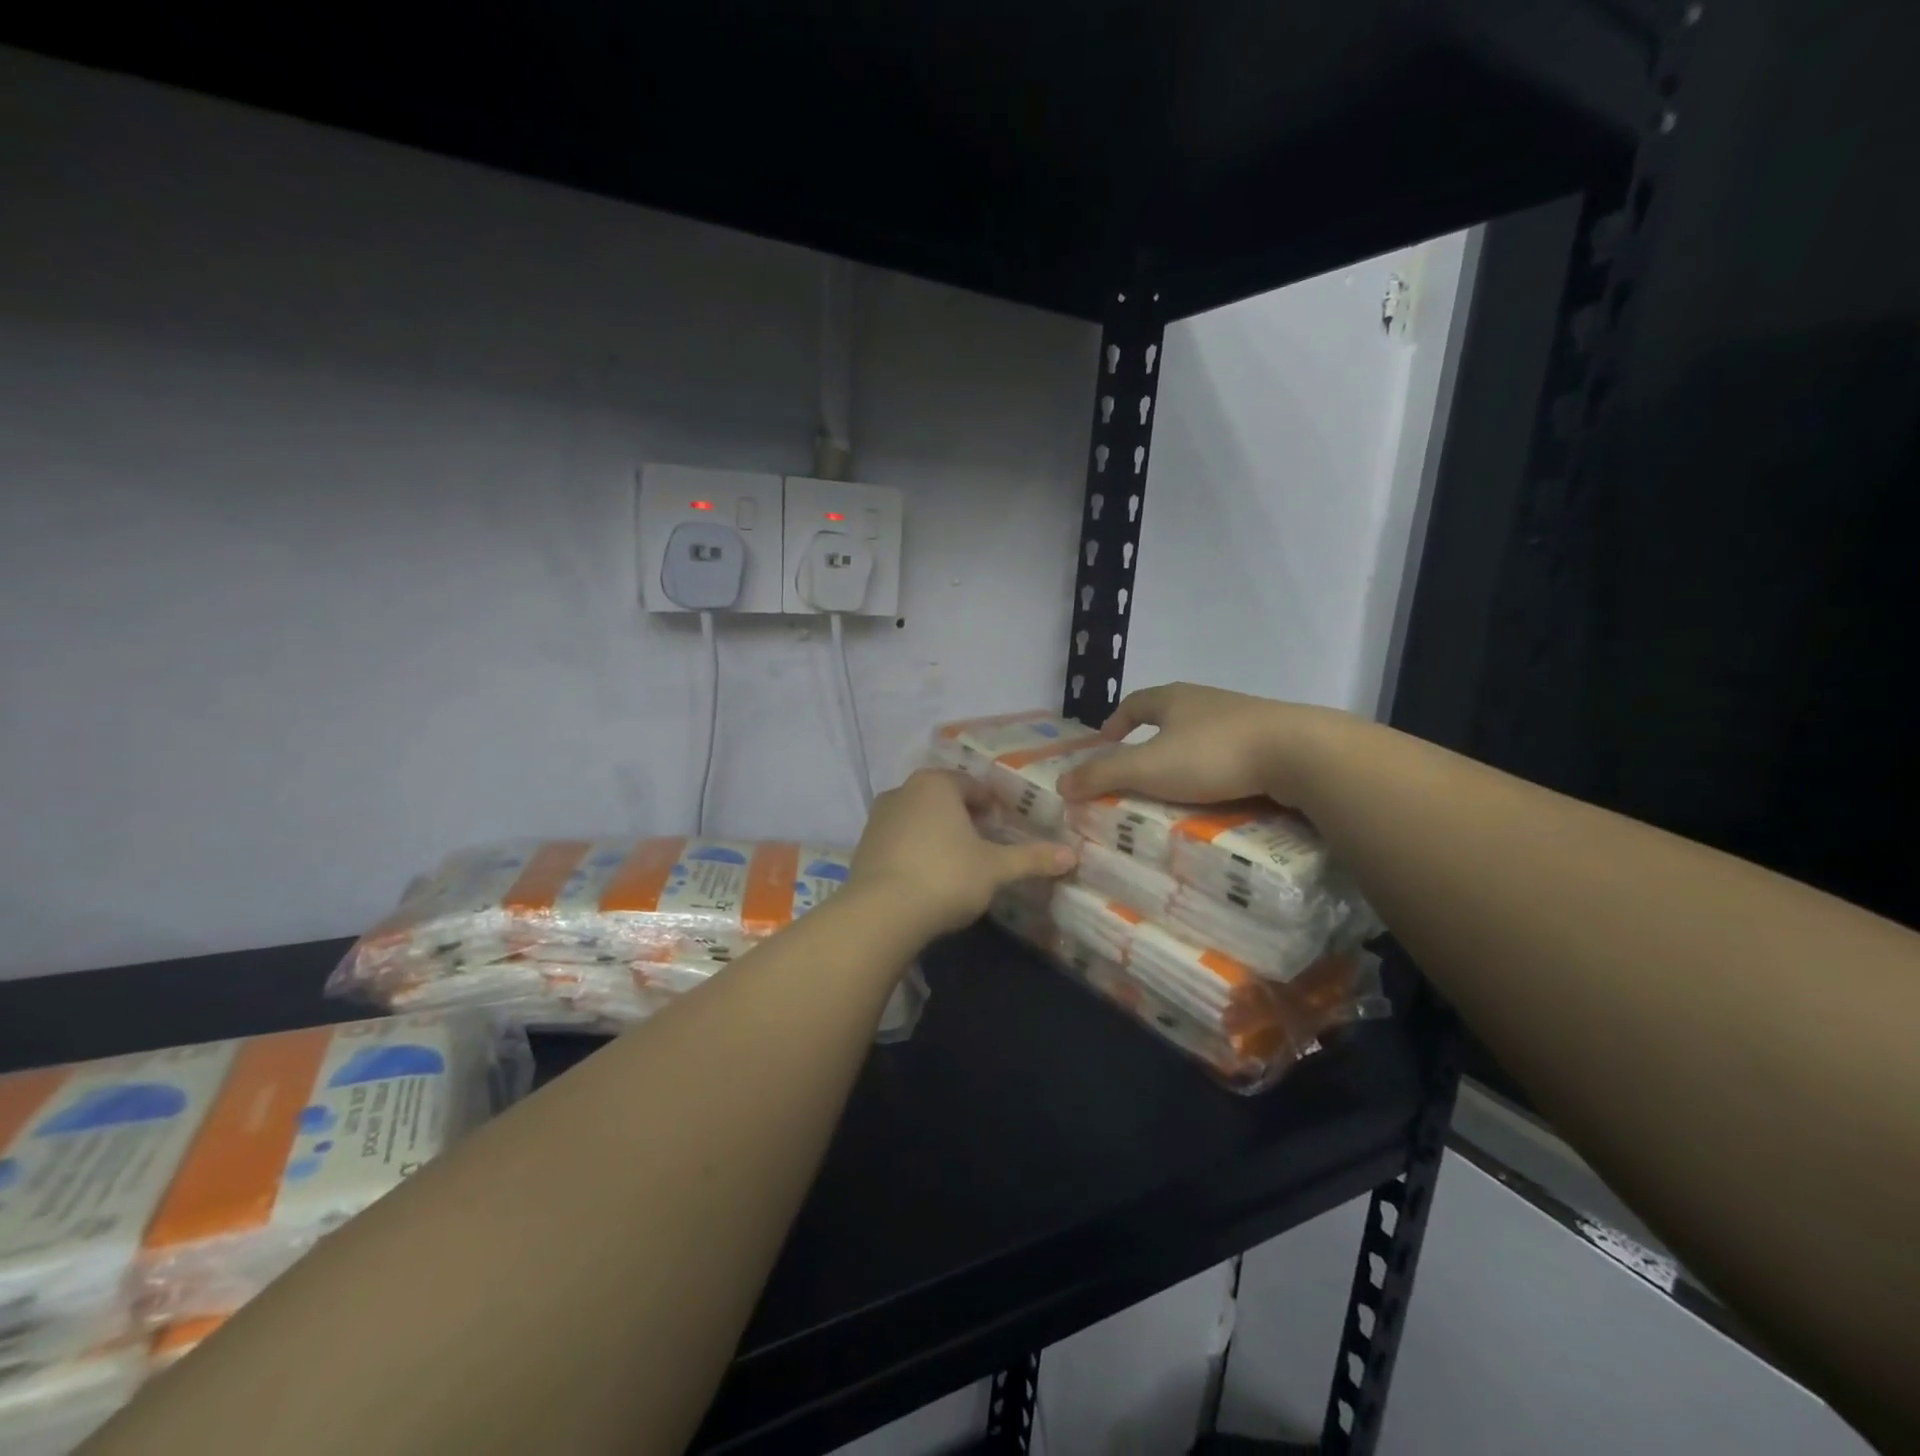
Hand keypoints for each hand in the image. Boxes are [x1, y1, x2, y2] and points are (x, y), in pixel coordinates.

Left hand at [849, 770, 1076, 936]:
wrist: (881, 913)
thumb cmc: (946, 877)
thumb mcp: (996, 869)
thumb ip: (1032, 858)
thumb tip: (1073, 854)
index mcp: (936, 784)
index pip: (972, 786)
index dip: (992, 806)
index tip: (1004, 828)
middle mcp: (903, 791)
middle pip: (944, 799)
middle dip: (964, 818)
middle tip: (985, 846)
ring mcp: (878, 817)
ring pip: (919, 818)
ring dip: (938, 833)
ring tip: (957, 863)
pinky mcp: (864, 845)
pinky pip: (899, 840)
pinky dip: (915, 850)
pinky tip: (927, 877)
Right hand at [1057, 683, 1359, 809]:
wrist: (1299, 753)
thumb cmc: (1213, 754)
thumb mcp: (1148, 767)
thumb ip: (1102, 775)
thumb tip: (1061, 783)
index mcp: (1174, 698)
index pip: (1134, 702)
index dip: (1115, 721)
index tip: (1104, 742)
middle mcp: (1207, 701)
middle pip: (1170, 716)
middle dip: (1151, 740)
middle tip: (1138, 772)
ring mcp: (1244, 718)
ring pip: (1203, 736)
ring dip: (1186, 758)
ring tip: (1177, 790)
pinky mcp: (1273, 739)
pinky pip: (1233, 754)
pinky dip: (1218, 771)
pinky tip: (1220, 795)